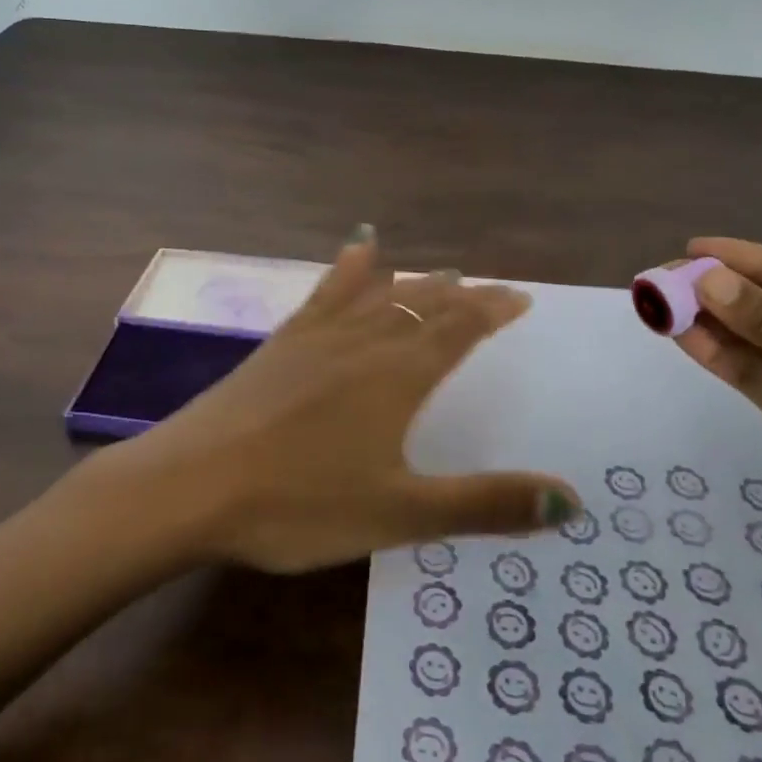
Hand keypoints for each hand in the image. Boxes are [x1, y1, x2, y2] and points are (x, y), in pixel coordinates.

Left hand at [115, 229, 579, 573]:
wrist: (189, 485)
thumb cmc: (298, 504)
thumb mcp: (399, 514)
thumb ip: (485, 505)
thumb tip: (572, 499)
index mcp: (397, 376)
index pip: (459, 330)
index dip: (493, 311)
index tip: (521, 299)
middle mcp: (363, 342)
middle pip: (424, 305)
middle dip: (462, 297)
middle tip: (488, 289)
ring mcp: (317, 336)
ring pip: (380, 294)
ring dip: (416, 283)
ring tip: (440, 273)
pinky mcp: (280, 342)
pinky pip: (326, 292)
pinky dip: (350, 268)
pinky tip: (358, 247)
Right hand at [674, 236, 761, 593]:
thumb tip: (706, 282)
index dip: (749, 258)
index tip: (695, 248)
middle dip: (720, 289)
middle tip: (664, 277)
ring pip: (754, 339)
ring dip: (709, 322)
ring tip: (659, 303)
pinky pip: (751, 374)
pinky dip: (718, 356)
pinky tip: (683, 336)